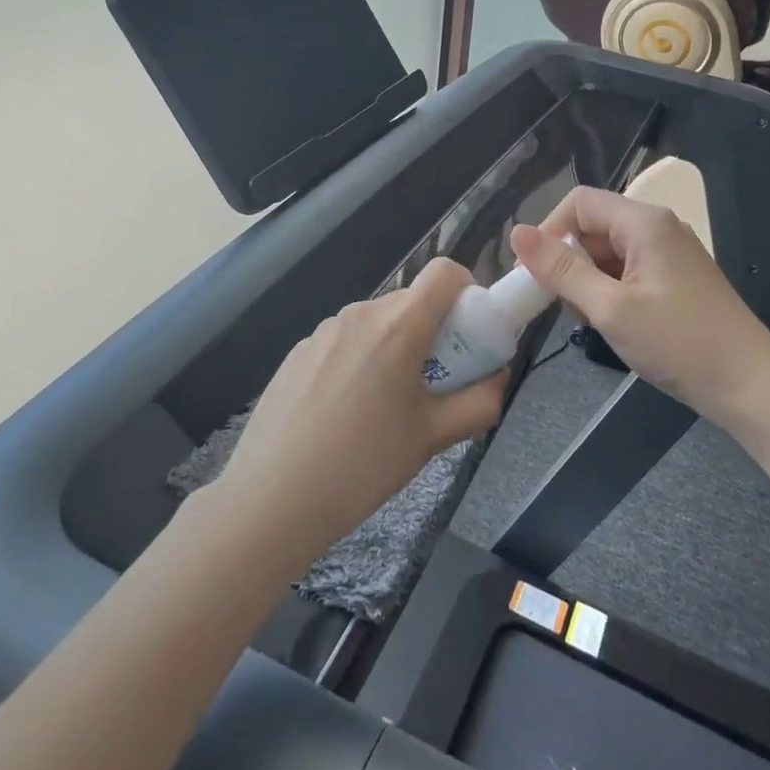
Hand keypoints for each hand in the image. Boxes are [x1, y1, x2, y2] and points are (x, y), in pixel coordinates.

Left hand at [217, 258, 507, 561]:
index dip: (467, 290)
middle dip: (433, 331)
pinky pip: (344, 341)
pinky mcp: (298, 351)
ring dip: (394, 347)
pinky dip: (359, 360)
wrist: (272, 498)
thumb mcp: (433, 438)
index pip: (444, 272)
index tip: (469, 333)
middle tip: (434, 383)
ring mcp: (324, 330)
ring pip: (377, 322)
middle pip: (411, 301)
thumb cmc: (363, 464)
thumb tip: (498, 378)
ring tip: (386, 406)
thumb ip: (479, 403)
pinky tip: (344, 413)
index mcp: (399, 325)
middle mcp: (361, 313)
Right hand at [510, 187, 769, 424]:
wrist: (751, 386)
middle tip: (563, 305)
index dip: (550, 230)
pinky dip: (611, 290)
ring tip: (592, 320)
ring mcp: (669, 252)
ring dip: (589, 279)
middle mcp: (657, 227)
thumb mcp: (610, 308)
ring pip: (608, 250)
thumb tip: (516, 233)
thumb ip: (561, 270)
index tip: (536, 274)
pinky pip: (628, 269)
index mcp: (643, 222)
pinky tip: (615, 323)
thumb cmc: (679, 343)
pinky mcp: (676, 277)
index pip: (579, 202)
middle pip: (594, 225)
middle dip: (570, 260)